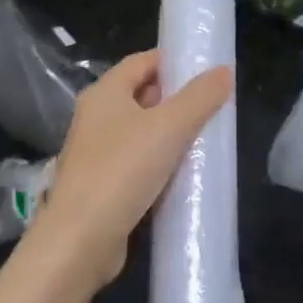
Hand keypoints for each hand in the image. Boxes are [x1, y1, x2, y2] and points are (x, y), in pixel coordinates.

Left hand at [33, 50, 233, 288]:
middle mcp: (96, 118)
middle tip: (213, 105)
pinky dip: (160, 164)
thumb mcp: (170, 126)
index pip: (142, 62)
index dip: (173, 61)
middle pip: (142, 96)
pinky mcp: (102, 186)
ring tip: (206, 139)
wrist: (80, 241)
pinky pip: (137, 164)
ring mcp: (97, 154)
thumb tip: (223, 71)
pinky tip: (185, 174)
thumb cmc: (123, 170)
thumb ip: (200, 97)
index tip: (205, 70)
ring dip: (170, 134)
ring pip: (141, 133)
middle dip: (176, 99)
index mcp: (105, 93)